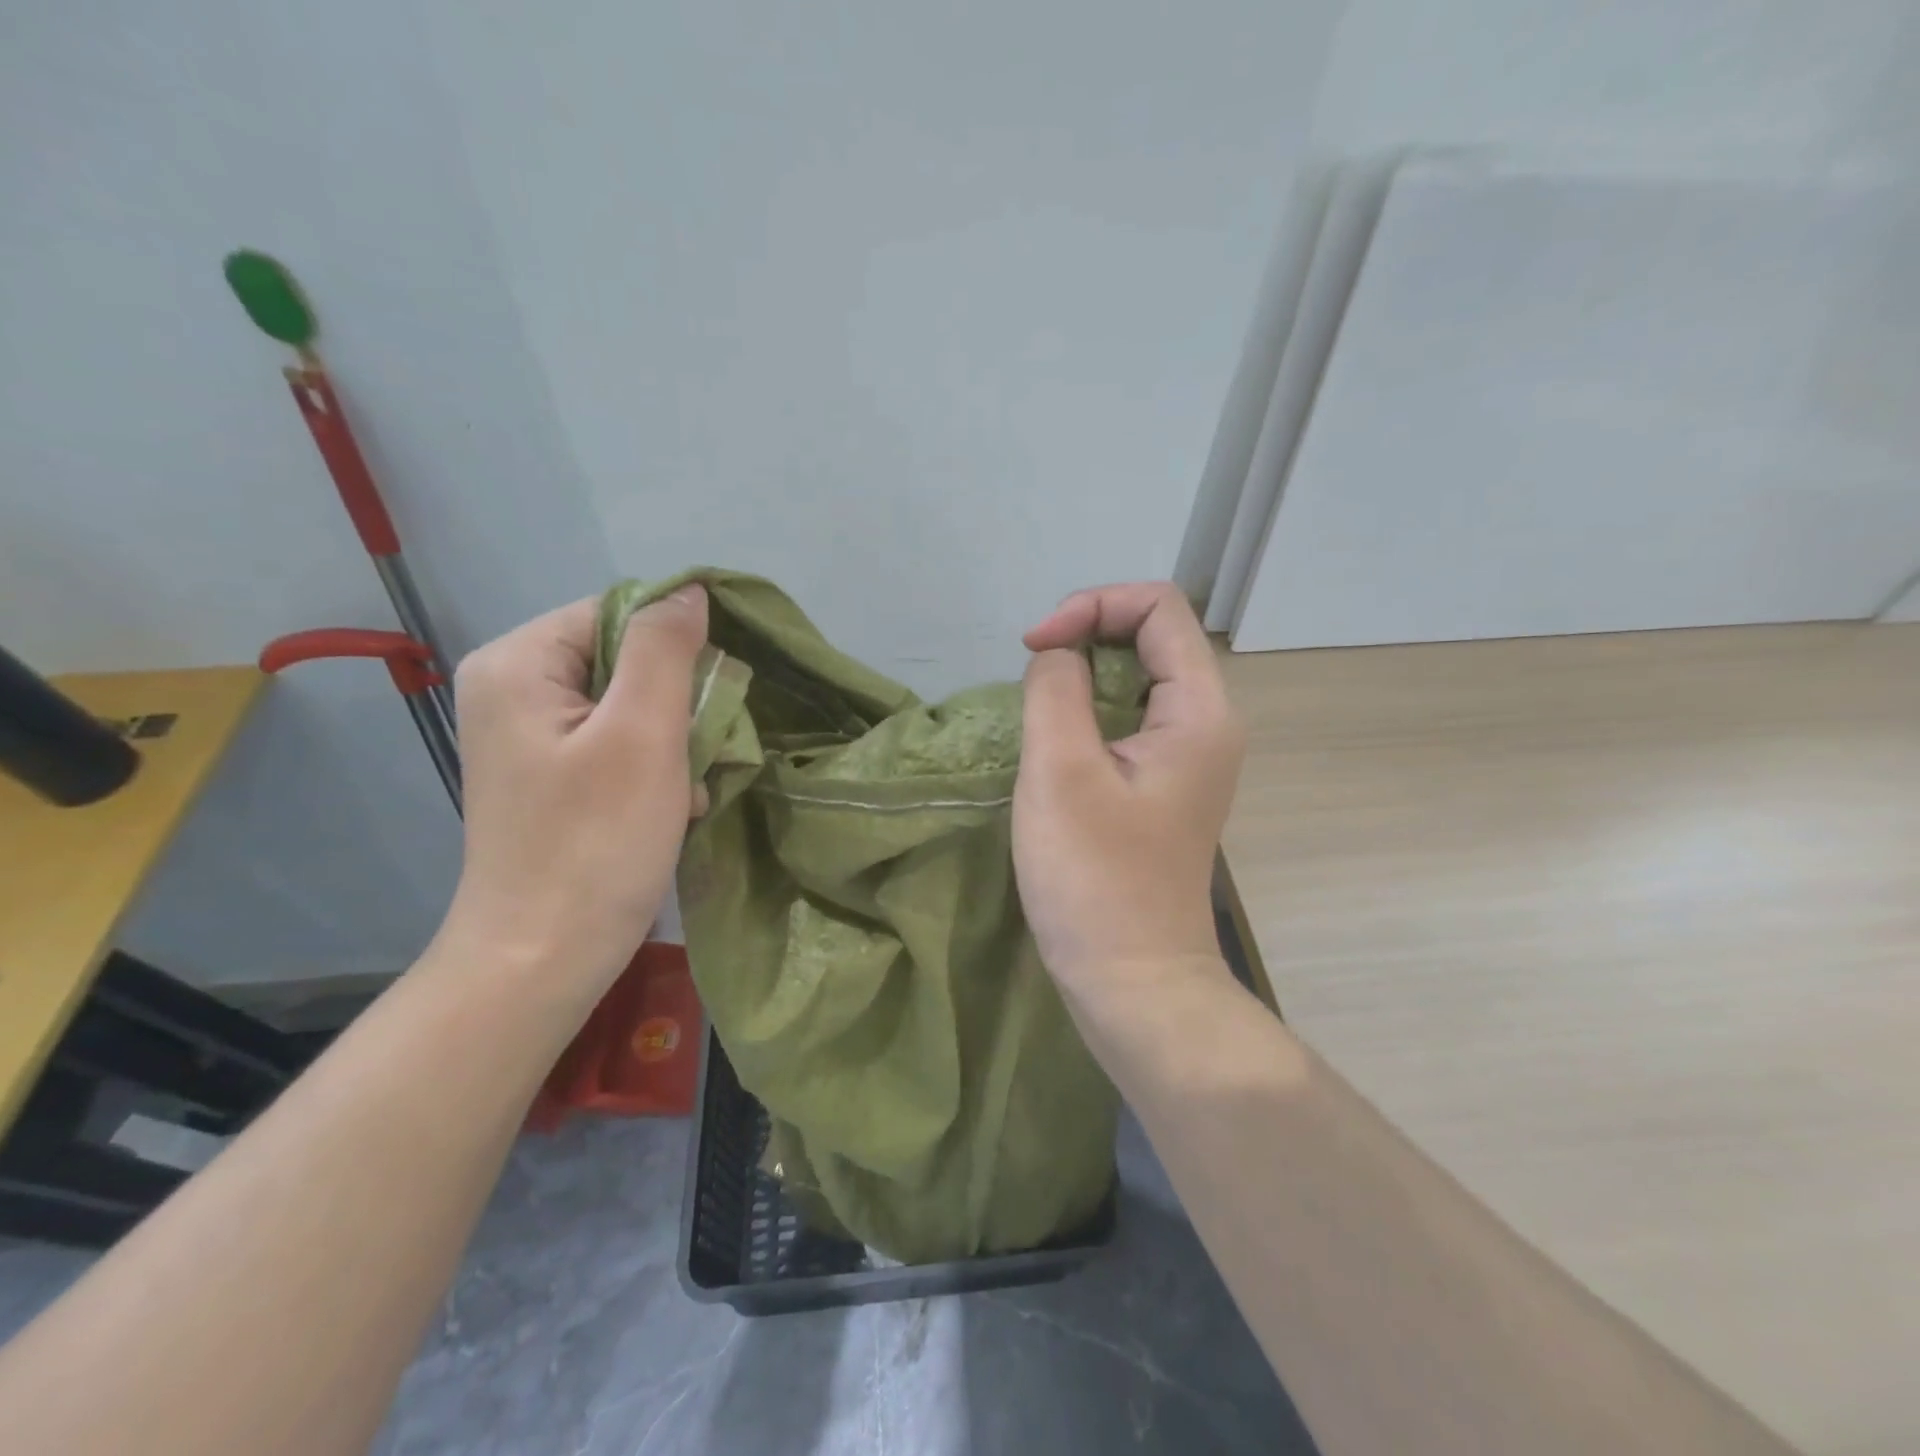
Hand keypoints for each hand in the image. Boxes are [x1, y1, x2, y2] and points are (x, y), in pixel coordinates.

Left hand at [442, 586, 707, 1003]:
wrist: (542, 960)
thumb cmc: (595, 844)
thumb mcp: (643, 736)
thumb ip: (665, 650)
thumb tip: (691, 592)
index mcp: (520, 662)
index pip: (619, 612)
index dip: (677, 647)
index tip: (712, 701)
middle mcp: (513, 687)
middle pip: (624, 658)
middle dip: (677, 703)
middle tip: (696, 754)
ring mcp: (528, 734)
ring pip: (630, 703)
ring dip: (673, 740)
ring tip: (685, 788)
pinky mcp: (549, 774)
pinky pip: (616, 741)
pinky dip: (653, 766)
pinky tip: (670, 804)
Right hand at [1015, 582, 1244, 1001]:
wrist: (1133, 981)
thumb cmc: (1095, 880)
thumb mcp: (1061, 772)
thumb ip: (1055, 688)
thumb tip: (1058, 654)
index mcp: (1199, 711)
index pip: (1158, 607)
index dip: (1091, 606)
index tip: (1034, 647)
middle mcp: (1206, 723)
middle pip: (1151, 636)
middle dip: (1085, 637)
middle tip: (1031, 677)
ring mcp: (1187, 757)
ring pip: (1135, 678)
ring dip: (1080, 678)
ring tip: (1037, 714)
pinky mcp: (1162, 784)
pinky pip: (1127, 719)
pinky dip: (1085, 713)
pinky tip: (1054, 746)